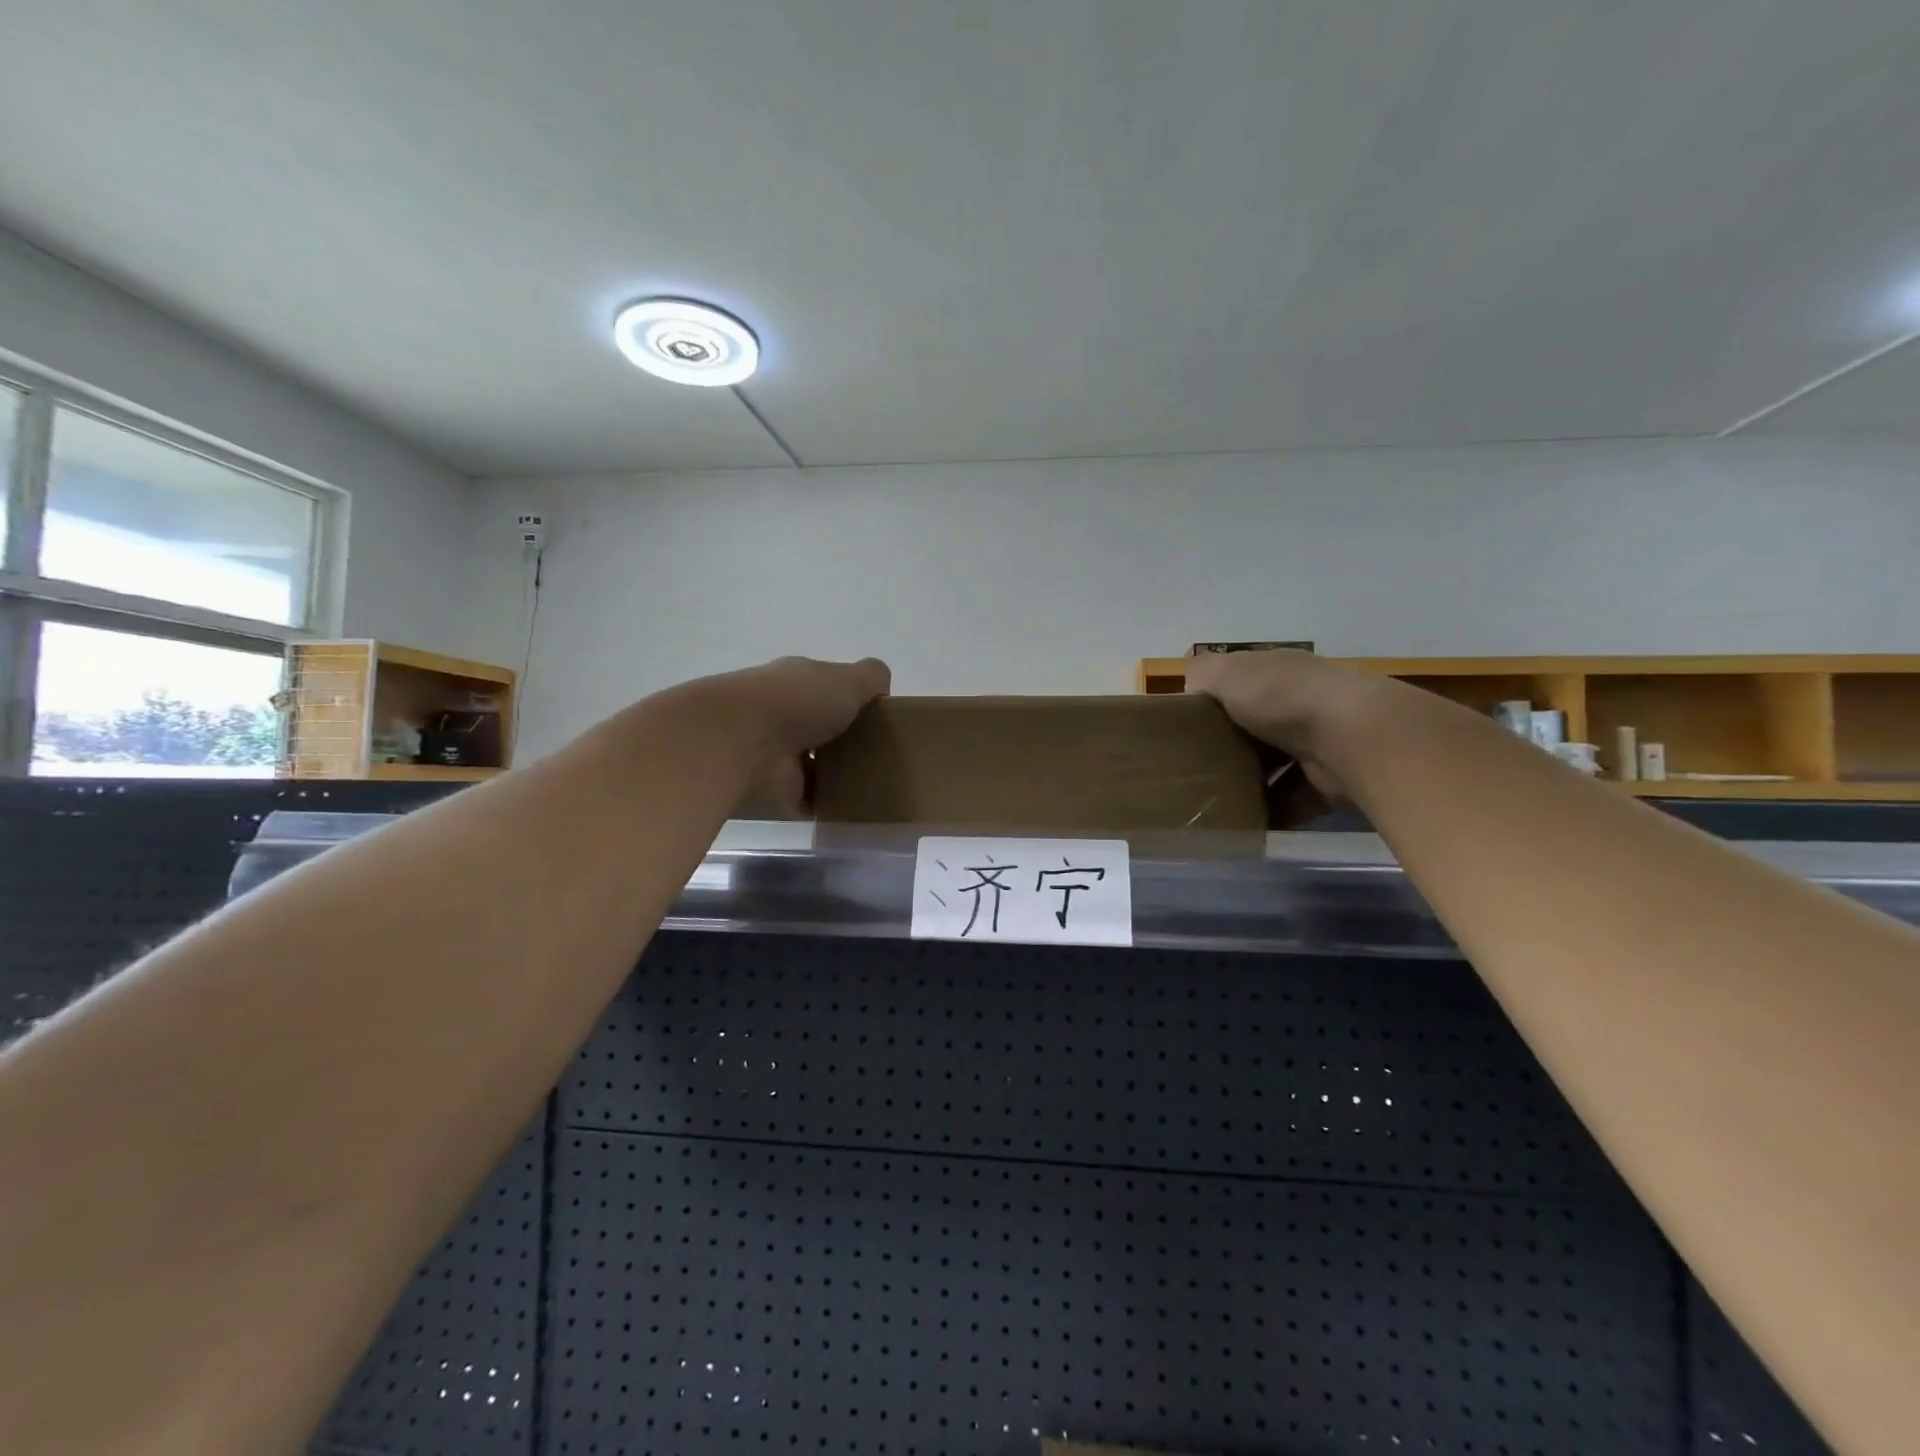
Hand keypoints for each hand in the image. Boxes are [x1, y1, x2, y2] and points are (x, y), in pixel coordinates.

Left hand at [704, 656, 891, 815]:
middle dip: (848, 739)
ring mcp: (778, 755)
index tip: (881, 718)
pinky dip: (828, 805)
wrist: (744, 741)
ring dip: (838, 774)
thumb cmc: (799, 701)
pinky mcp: (778, 791)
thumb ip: (871, 678)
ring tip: (877, 783)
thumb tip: (882, 691)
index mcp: (798, 682)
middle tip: (884, 754)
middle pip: (823, 728)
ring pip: (816, 765)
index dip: (853, 700)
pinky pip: (810, 799)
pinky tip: (857, 808)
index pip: (828, 689)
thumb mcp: (848, 678)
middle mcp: (784, 715)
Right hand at [1184, 650, 1386, 796]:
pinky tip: (1244, 823)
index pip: (1241, 685)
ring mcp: (1320, 744)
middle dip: (1229, 747)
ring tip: (1214, 799)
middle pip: (1256, 728)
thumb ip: (1201, 674)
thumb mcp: (1227, 672)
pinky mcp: (1331, 783)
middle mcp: (1301, 704)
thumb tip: (1190, 689)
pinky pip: (1293, 801)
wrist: (1350, 737)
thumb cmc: (1281, 697)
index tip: (1185, 726)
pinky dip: (1272, 812)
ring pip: (1275, 766)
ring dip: (1250, 783)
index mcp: (1278, 673)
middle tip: (1194, 768)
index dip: (1214, 702)